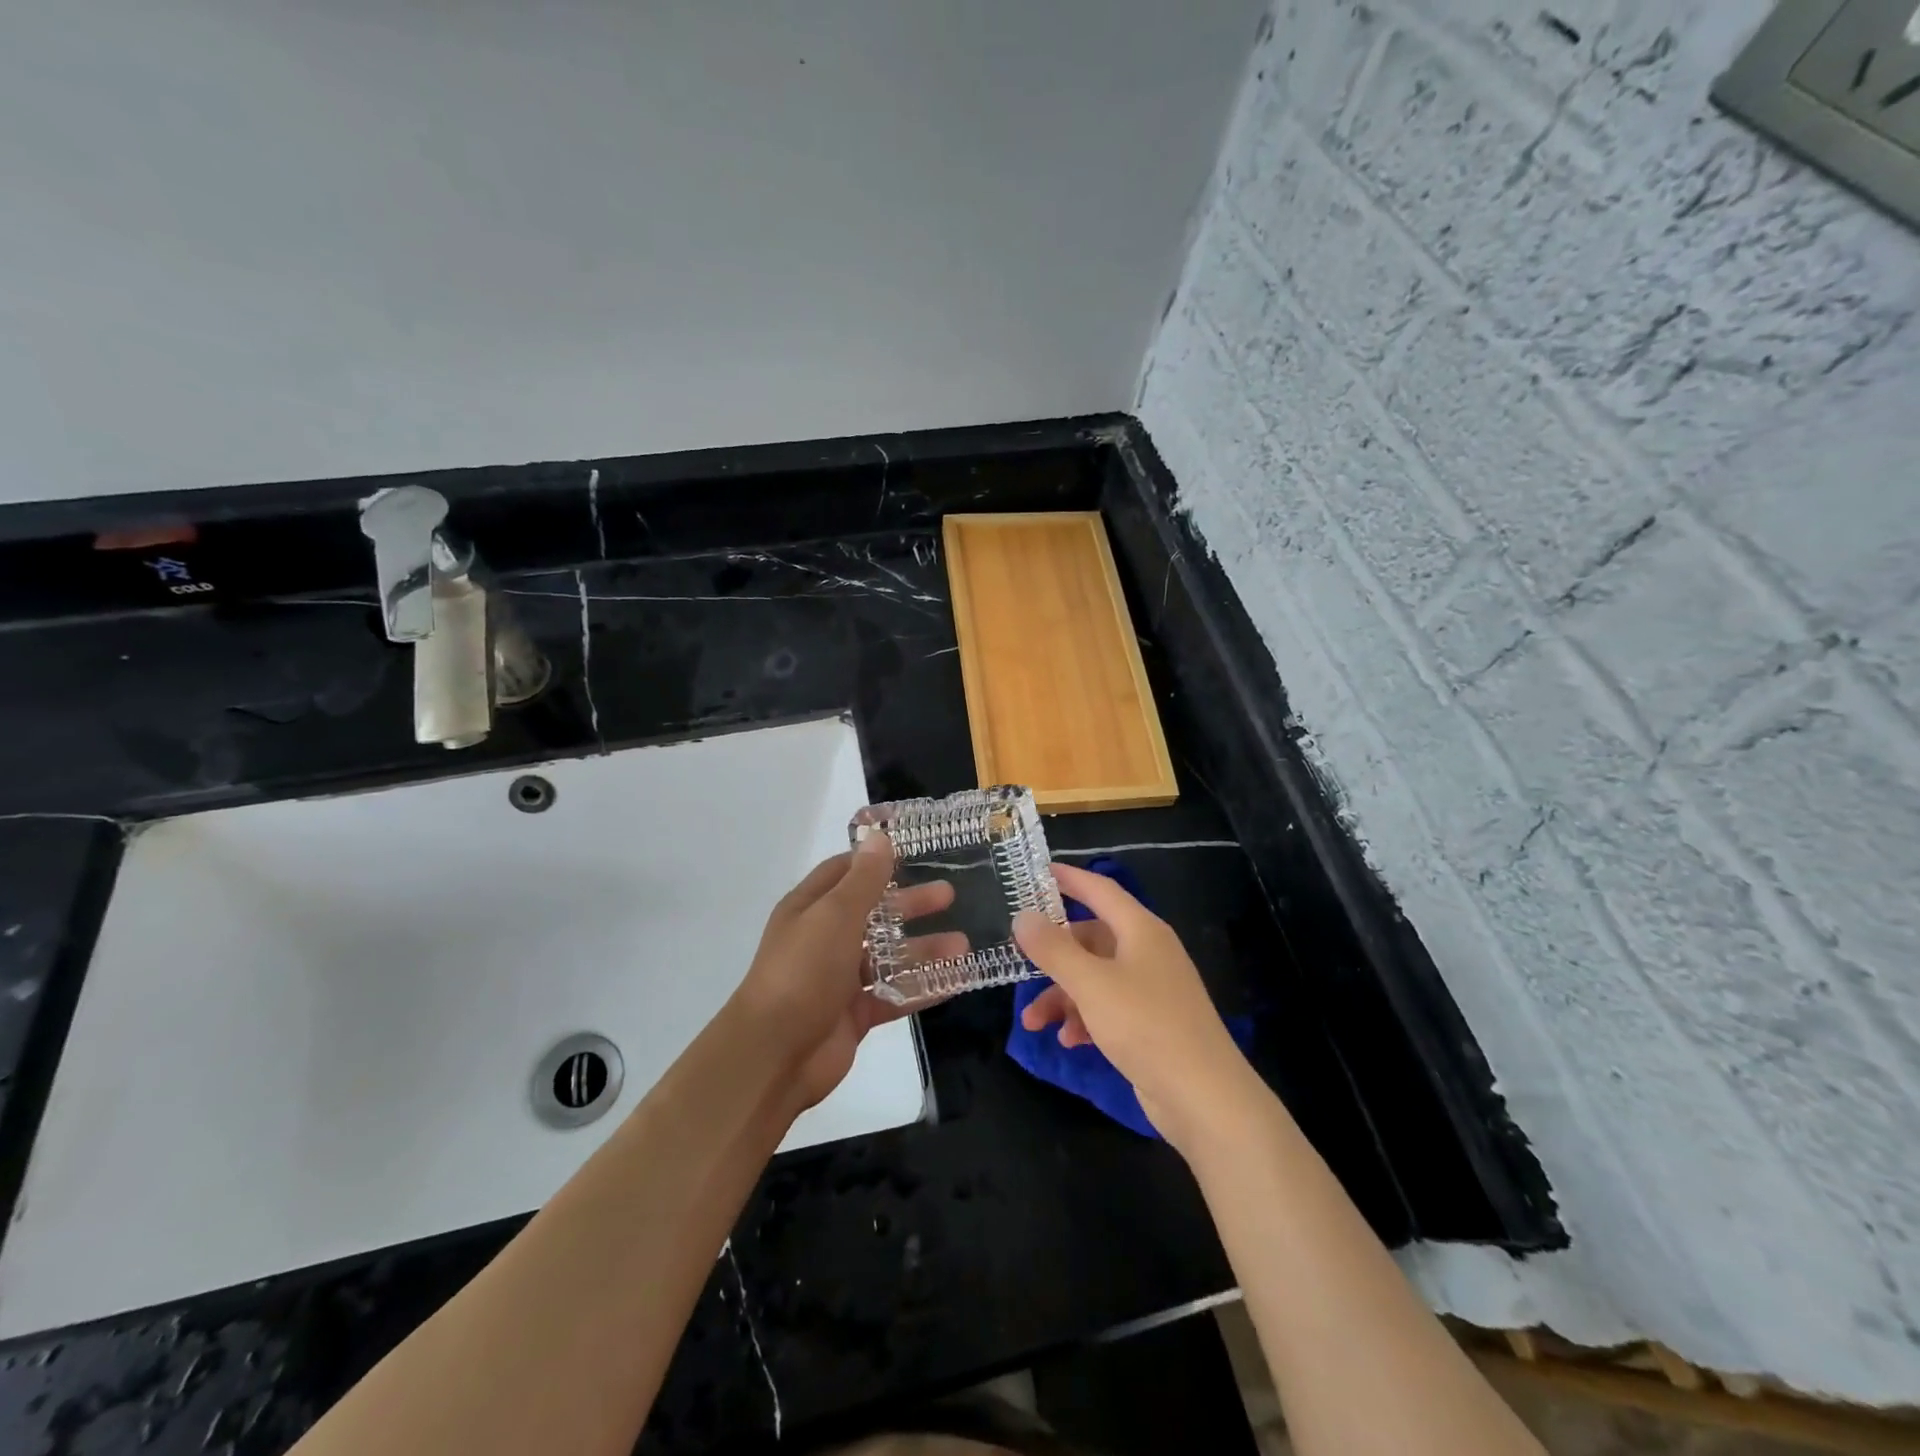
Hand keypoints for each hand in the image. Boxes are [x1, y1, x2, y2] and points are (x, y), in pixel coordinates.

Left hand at [730, 834, 962, 1114]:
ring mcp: (839, 979)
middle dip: (910, 904)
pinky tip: (957, 980)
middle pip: (873, 914)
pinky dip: (923, 988)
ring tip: (963, 944)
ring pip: (888, 957)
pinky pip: (895, 995)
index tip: (915, 852)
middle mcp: (824, 939)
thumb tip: (879, 838)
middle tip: (950, 895)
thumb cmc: (803, 971)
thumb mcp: (835, 915)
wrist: (774, 1055)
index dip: (876, 861)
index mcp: (811, 908)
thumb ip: (863, 879)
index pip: (845, 872)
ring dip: (923, 949)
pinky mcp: (855, 1014)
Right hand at [1013, 862, 1256, 1149]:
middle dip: (1054, 954)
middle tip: (1019, 960)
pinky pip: (1107, 1008)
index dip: (1069, 878)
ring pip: (1094, 977)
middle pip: (1092, 938)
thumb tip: (1023, 916)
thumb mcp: (1091, 984)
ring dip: (1062, 995)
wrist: (1204, 1097)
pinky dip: (1084, 1019)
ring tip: (1033, 1022)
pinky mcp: (1151, 1024)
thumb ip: (1053, 948)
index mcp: (1140, 930)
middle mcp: (1147, 952)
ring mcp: (1151, 989)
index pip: (1100, 890)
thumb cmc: (1146, 1026)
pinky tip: (1068, 1041)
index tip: (1036, 873)